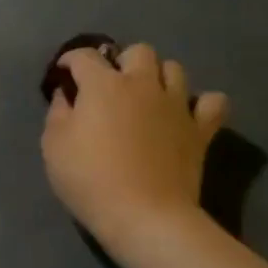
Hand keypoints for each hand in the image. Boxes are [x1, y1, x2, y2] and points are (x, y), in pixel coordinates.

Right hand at [40, 43, 225, 260]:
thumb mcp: (54, 147)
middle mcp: (142, 84)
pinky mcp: (200, 130)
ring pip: (174, 69)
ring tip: (147, 95)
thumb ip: (57, 113)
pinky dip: (202, 103)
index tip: (63, 73)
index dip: (70, 60)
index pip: (84, 56)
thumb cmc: (90, 180)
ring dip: (159, 76)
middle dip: (122, 61)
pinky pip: (213, 102)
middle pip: (138, 52)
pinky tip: (188, 113)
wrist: (145, 216)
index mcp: (103, 85)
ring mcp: (176, 105)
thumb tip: (66, 94)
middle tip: (111, 84)